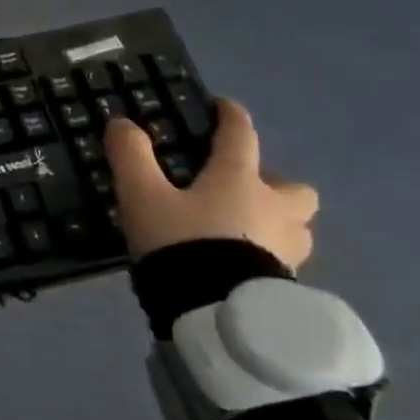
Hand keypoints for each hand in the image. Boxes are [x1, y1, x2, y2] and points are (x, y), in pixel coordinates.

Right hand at [104, 99, 318, 270]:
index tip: (223, 107)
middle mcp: (273, 208)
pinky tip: (241, 265)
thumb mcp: (142, 196)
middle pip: (293, 187)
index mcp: (239, 179)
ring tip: (243, 232)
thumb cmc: (182, 243)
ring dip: (277, 222)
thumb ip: (131, 156)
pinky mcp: (287, 285)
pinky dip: (268, 255)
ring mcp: (287, 249)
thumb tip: (122, 122)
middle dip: (273, 184)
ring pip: (297, 226)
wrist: (217, 313)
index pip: (241, 135)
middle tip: (241, 190)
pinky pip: (284, 259)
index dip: (231, 117)